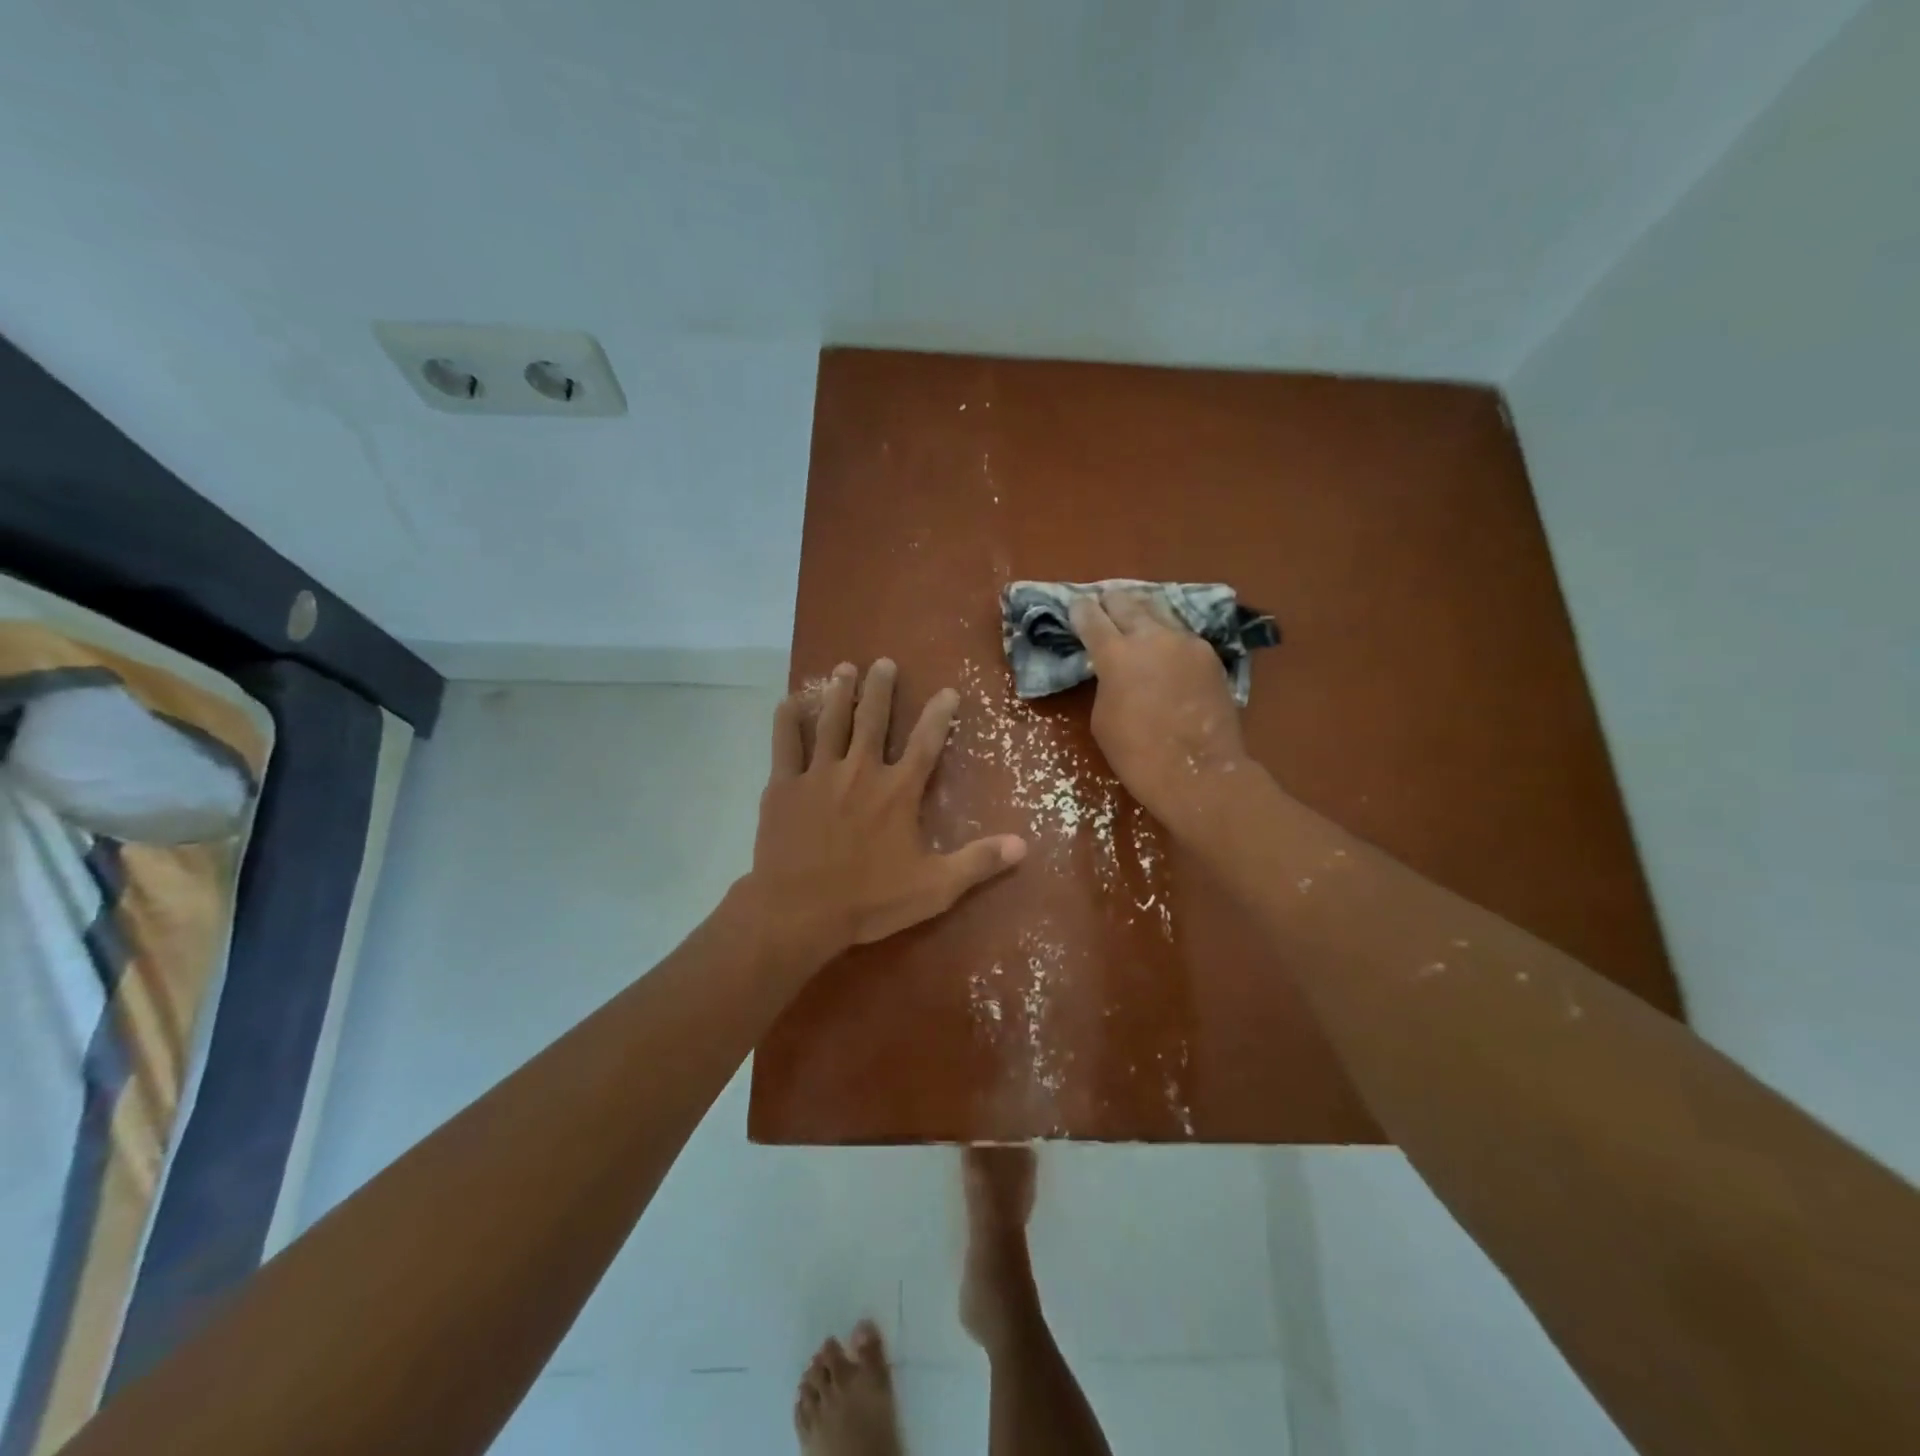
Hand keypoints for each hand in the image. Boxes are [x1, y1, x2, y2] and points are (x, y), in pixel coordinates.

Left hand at [748, 659, 1026, 957]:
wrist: (799, 911)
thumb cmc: (869, 900)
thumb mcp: (935, 887)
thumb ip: (978, 862)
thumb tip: (1023, 844)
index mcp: (898, 790)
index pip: (926, 742)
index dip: (939, 715)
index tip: (948, 690)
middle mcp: (860, 770)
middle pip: (873, 719)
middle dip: (880, 688)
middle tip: (883, 662)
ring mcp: (818, 774)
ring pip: (831, 722)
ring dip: (840, 693)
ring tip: (845, 667)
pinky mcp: (784, 786)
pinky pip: (785, 743)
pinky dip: (787, 720)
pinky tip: (789, 700)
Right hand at [1069, 589, 1252, 836]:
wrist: (1199, 773)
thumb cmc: (1138, 755)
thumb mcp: (1103, 718)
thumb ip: (1106, 681)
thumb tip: (1115, 669)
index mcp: (1116, 654)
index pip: (1091, 617)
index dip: (1080, 610)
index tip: (1075, 607)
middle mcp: (1152, 636)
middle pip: (1126, 602)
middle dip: (1110, 602)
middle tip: (1103, 603)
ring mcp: (1186, 642)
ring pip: (1158, 612)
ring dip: (1141, 613)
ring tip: (1133, 615)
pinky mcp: (1209, 655)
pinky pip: (1181, 635)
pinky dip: (1166, 636)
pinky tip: (1162, 646)